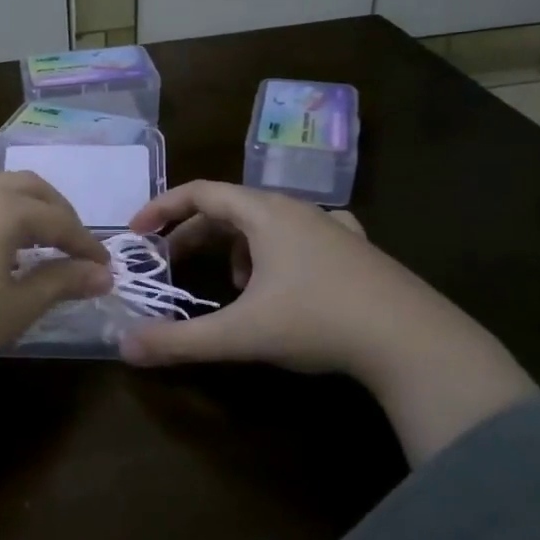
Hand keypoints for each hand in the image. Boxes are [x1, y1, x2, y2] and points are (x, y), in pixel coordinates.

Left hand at [0, 165, 110, 491]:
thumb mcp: (16, 307)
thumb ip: (62, 282)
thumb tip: (103, 274)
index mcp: (2, 207)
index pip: (58, 220)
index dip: (84, 243)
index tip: (102, 266)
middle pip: (25, 187)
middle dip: (55, 212)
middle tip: (69, 243)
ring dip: (13, 198)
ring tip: (20, 231)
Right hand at [120, 181, 534, 464]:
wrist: (416, 343)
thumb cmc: (319, 322)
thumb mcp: (241, 334)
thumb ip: (179, 340)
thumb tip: (123, 347)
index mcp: (266, 214)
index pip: (200, 192)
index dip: (162, 207)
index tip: (138, 232)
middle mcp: (299, 210)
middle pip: (231, 208)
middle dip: (194, 234)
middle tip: (172, 263)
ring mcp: (333, 228)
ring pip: (267, 223)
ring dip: (237, 247)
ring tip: (234, 286)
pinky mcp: (358, 251)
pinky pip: (303, 236)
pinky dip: (277, 252)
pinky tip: (287, 280)